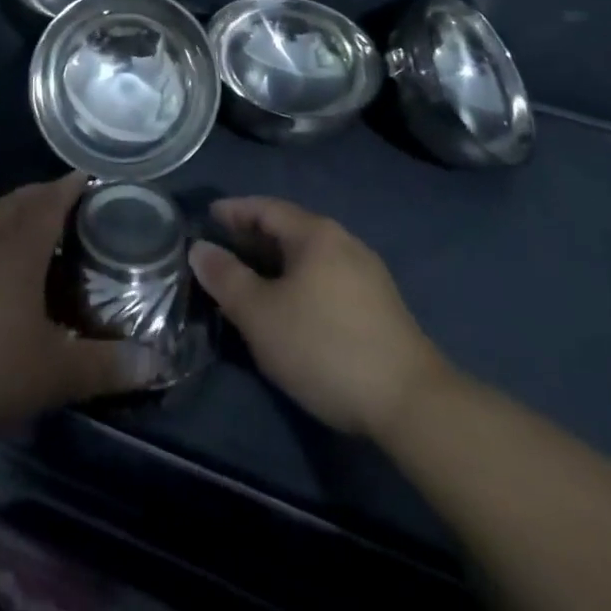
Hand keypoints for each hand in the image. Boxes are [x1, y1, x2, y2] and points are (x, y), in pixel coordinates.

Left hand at [0, 174, 157, 454]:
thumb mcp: (54, 374)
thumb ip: (106, 366)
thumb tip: (156, 362)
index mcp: (18, 248)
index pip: (50, 200)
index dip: (71, 186)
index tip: (92, 178)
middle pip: (18, 201)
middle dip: (45, 193)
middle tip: (74, 203)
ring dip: (20, 216)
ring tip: (45, 237)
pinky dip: (0, 243)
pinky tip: (7, 278)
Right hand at [190, 197, 451, 439]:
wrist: (411, 402)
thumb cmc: (324, 347)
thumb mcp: (261, 315)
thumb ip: (227, 278)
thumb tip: (200, 249)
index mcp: (315, 233)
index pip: (266, 208)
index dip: (234, 210)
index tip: (208, 216)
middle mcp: (343, 241)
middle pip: (290, 228)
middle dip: (254, 237)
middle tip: (223, 250)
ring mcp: (367, 272)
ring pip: (310, 255)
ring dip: (277, 261)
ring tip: (251, 280)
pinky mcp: (380, 304)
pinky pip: (327, 276)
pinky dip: (300, 280)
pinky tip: (291, 306)